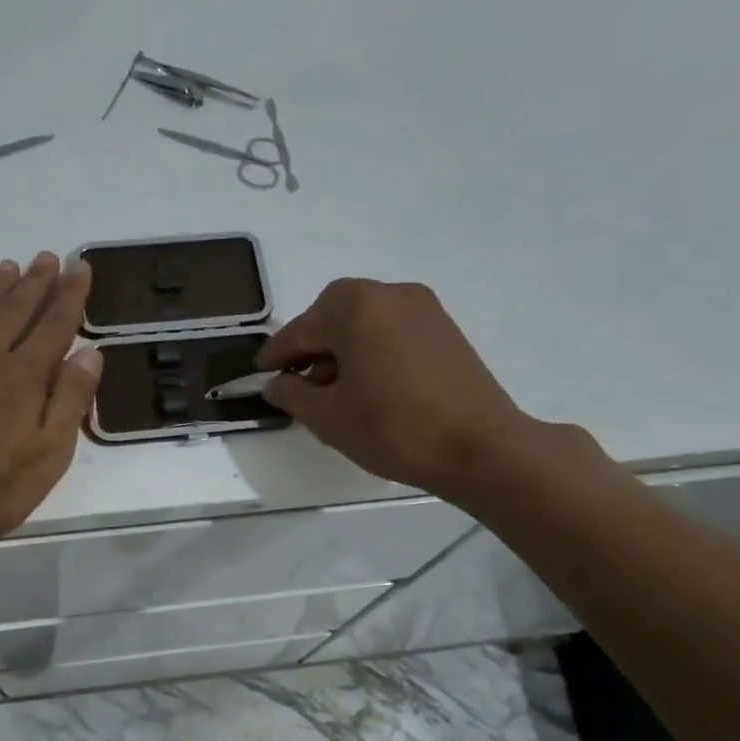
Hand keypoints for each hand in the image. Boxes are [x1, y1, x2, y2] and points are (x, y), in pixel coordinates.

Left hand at [0, 253, 101, 548]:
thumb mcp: (50, 453)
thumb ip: (70, 400)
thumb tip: (91, 352)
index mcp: (24, 376)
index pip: (54, 325)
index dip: (69, 294)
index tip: (78, 266)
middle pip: (15, 311)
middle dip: (34, 282)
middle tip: (46, 257)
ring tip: (9, 266)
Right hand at [256, 278, 537, 498]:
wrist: (481, 447)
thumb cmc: (394, 429)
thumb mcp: (328, 417)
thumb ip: (292, 394)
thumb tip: (276, 383)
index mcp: (354, 307)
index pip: (299, 330)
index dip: (275, 356)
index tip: (259, 375)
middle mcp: (388, 293)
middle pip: (332, 314)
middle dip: (310, 345)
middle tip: (297, 382)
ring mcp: (422, 307)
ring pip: (363, 320)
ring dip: (341, 346)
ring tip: (333, 389)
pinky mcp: (444, 327)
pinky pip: (390, 328)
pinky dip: (370, 347)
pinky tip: (368, 384)